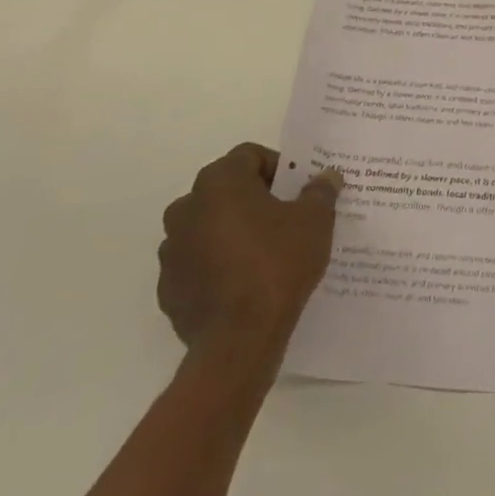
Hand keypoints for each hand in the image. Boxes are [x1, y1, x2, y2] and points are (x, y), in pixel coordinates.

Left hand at [158, 145, 342, 368]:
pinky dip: (219, 263)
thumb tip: (326, 176)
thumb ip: (320, 191)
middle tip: (287, 217)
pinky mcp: (168, 287)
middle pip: (226, 189)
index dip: (278, 167)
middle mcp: (186, 208)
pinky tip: (246, 281)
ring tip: (268, 251)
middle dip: (254, 198)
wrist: (239, 340)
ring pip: (209, 225)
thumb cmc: (278, 263)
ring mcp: (171, 250)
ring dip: (233, 230)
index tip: (298, 190)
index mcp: (219, 183)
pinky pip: (198, 261)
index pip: (249, 156)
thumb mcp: (315, 220)